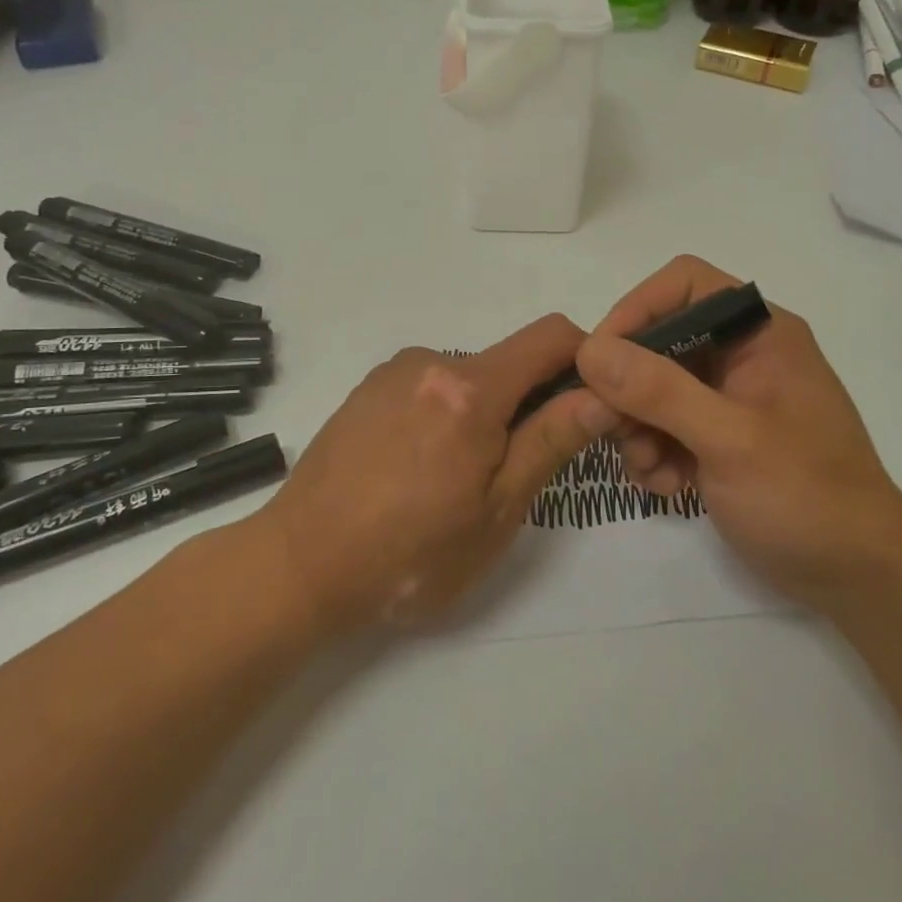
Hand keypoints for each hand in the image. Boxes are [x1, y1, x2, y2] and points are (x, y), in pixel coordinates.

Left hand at [257, 315, 614, 631]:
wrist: (298, 566)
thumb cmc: (409, 554)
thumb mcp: (496, 511)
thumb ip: (551, 441)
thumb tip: (602, 393)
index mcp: (470, 388)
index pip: (552, 336)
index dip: (584, 360)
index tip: (588, 405)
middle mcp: (432, 362)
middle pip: (509, 362)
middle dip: (529, 403)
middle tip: (513, 471)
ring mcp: (394, 372)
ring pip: (469, 377)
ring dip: (483, 413)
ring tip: (455, 480)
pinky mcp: (368, 388)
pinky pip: (430, 386)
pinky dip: (446, 414)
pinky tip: (417, 468)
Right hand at [574, 256, 901, 611]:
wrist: (858, 576)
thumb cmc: (805, 496)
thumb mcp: (729, 440)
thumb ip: (659, 391)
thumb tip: (590, 349)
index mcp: (760, 332)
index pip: (684, 285)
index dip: (636, 309)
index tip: (599, 359)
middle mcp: (744, 354)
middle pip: (661, 339)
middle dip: (630, 386)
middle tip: (612, 429)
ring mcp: (732, 398)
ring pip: (656, 387)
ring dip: (638, 427)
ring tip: (648, 470)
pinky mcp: (722, 437)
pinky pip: (668, 425)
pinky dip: (656, 451)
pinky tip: (666, 487)